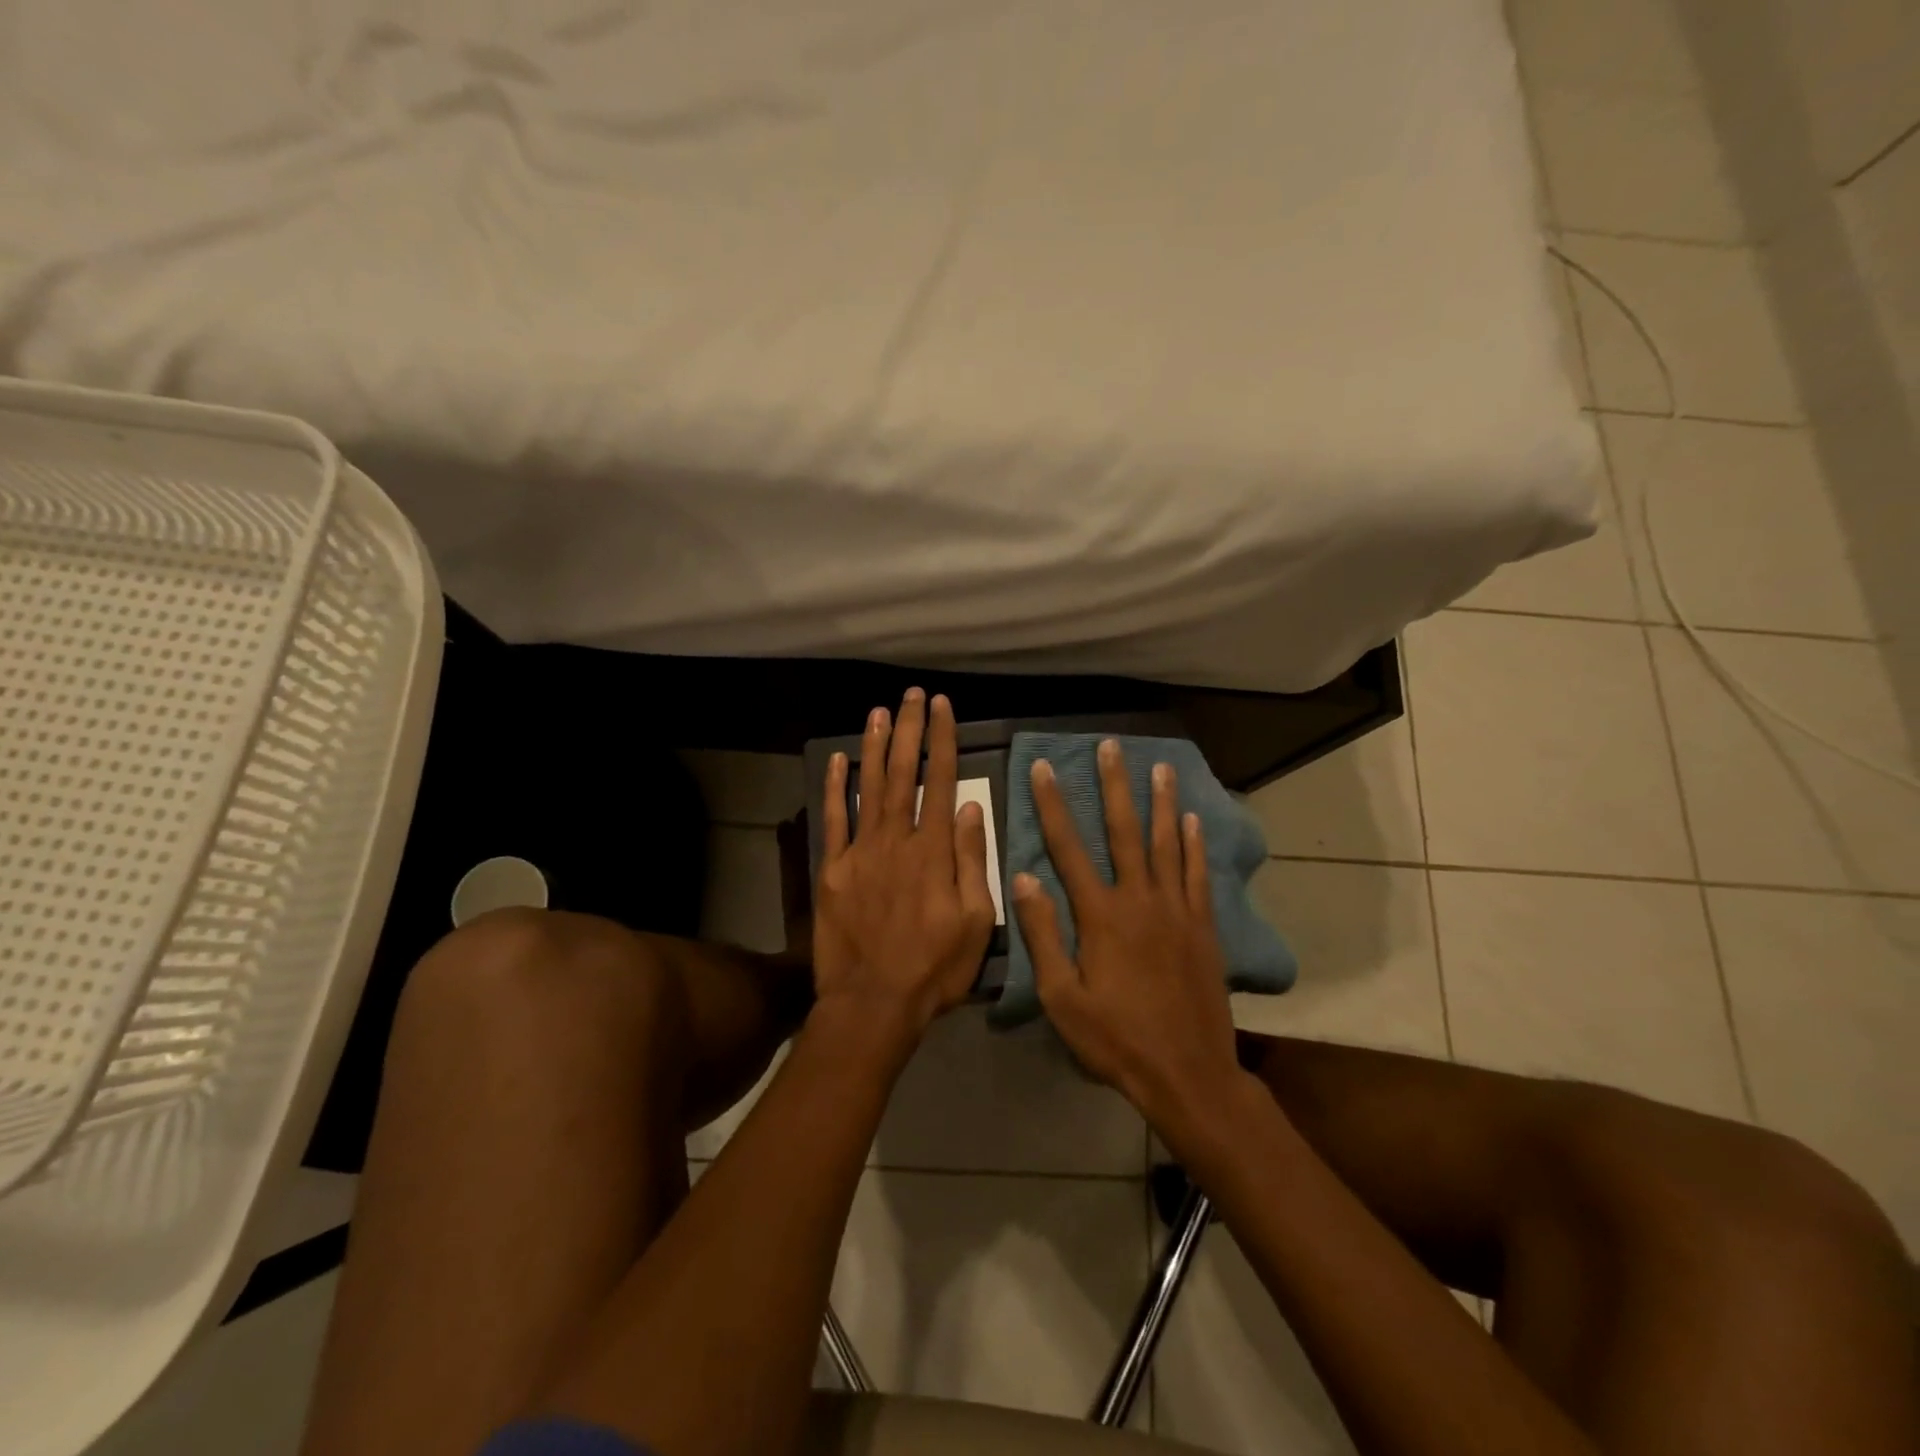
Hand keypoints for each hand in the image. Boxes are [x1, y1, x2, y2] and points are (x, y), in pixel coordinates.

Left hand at [812, 689, 996, 1046]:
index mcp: (934, 851)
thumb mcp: (976, 921)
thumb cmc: (934, 967)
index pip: (942, 781)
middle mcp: (896, 840)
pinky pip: (833, 820)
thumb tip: (973, 809)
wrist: (873, 1002)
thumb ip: (973, 861)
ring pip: (868, 787)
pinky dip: (834, 788)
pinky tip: (837, 760)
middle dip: (908, 730)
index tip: (942, 707)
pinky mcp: (831, 870)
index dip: (942, 740)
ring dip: (874, 746)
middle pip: (903, 773)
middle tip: (911, 695)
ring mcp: (859, 852)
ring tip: (878, 711)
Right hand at [1012, 740, 1250, 1136]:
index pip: (1069, 847)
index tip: (1043, 768)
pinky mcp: (1203, 926)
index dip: (1052, 805)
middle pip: (1124, 831)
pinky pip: (1197, 874)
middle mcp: (1140, 900)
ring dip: (1162, 802)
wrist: (1188, 1074)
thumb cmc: (1116, 1039)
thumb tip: (1024, 878)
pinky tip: (1193, 820)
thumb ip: (1043, 935)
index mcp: (1101, 915)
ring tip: (1160, 766)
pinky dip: (1193, 844)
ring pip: (1166, 843)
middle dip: (1114, 785)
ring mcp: (1176, 910)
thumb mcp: (1062, 998)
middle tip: (1111, 746)